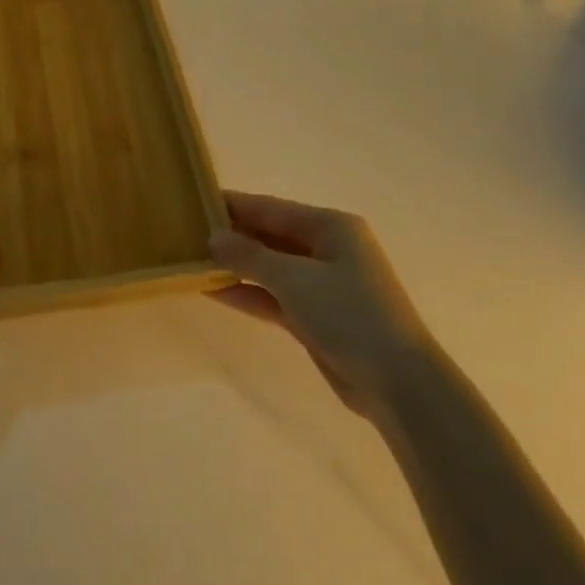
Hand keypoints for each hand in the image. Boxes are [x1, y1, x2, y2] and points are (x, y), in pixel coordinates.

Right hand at [209, 191, 427, 418]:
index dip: (234, 205)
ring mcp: (323, 284)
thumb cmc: (349, 314)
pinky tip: (215, 291)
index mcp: (331, 226)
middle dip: (233, 236)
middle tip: (187, 234)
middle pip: (271, 235)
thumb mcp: (294, 278)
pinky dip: (249, 293)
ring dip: (237, 266)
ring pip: (271, 267)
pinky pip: (275, 296)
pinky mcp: (317, 317)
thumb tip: (213, 237)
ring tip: (193, 261)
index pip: (272, 208)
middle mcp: (328, 249)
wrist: (397, 382)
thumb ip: (250, 255)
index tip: (196, 202)